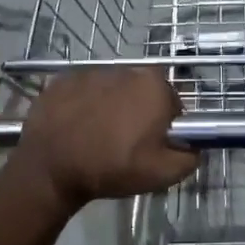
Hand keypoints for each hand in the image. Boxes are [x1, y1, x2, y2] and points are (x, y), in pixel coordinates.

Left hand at [12, 67, 197, 208]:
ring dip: (111, 107)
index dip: (165, 126)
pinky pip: (84, 90)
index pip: (173, 103)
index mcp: (154, 87)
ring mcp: (91, 72)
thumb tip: (193, 145)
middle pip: (142, 91)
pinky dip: (84, 104)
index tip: (152, 144)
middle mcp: (126, 70)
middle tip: (125, 142)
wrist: (51, 168)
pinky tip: (76, 127)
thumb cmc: (113, 168)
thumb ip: (191, 155)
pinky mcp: (63, 79)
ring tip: (97, 135)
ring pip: (113, 89)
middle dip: (139, 111)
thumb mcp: (164, 174)